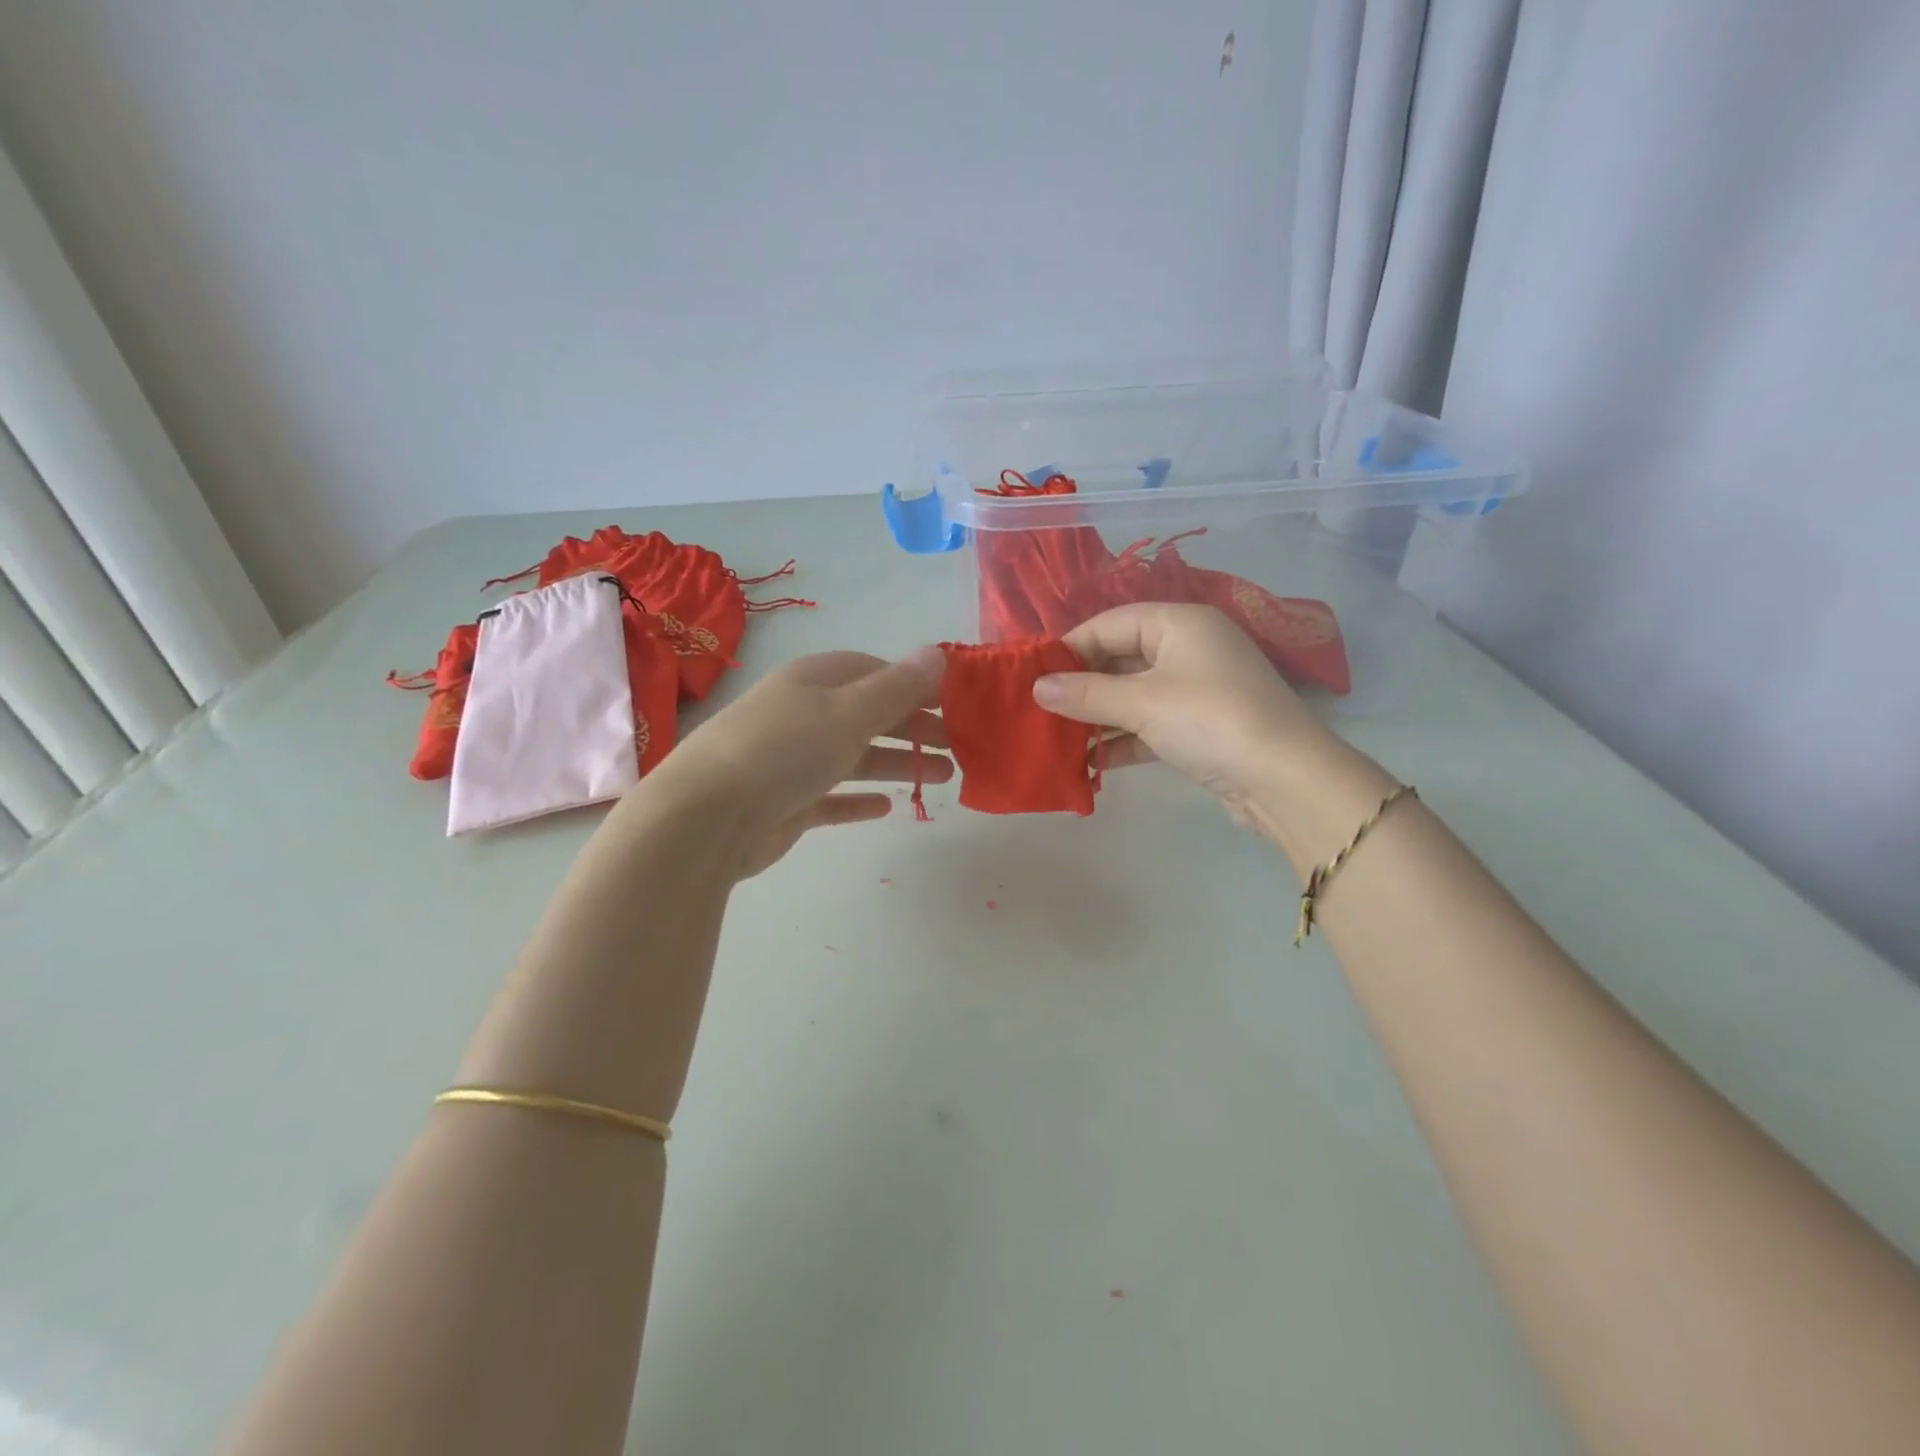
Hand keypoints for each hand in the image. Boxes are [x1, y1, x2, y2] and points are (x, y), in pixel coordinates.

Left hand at [639, 647, 952, 879]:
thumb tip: (937, 653)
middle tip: (959, 746)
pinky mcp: (785, 803)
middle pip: (869, 714)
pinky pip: (831, 797)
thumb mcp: (848, 712)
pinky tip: (886, 807)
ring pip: (856, 756)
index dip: (915, 685)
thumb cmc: (784, 752)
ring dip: (897, 763)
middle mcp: (803, 714)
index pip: (874, 671)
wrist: (705, 818)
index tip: (955, 703)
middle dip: (914, 727)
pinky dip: (858, 799)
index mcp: (815, 680)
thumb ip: (897, 687)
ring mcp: (792, 760)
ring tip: (942, 777)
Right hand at [1034, 603, 1382, 849]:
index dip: (1070, 647)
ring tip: (1056, 738)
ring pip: (1133, 695)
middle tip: (1040, 710)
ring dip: (1097, 717)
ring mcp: (1197, 689)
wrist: (1285, 780)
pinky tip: (1089, 763)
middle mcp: (1189, 648)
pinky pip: (1149, 724)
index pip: (1110, 623)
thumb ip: (1086, 693)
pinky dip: (1121, 740)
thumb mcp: (1141, 702)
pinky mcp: (1200, 727)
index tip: (1033, 675)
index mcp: (1179, 623)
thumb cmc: (1209, 720)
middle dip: (1081, 686)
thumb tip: (1037, 687)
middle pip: (1120, 659)